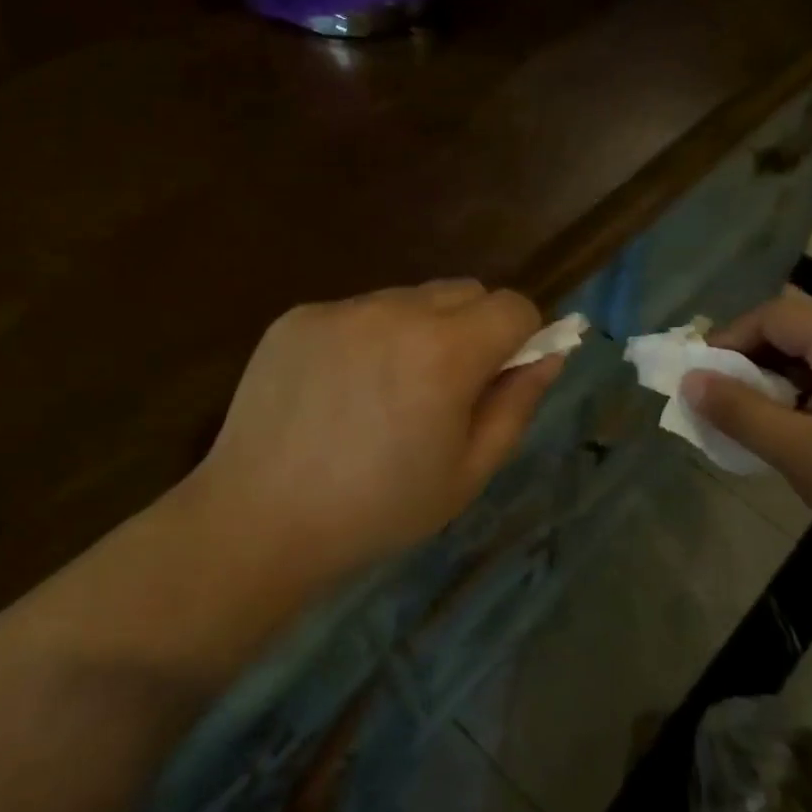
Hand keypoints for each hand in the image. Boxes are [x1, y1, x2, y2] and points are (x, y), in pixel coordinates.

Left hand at [187, 281, 564, 588]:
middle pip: (465, 291)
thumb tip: (551, 354)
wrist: (260, 519)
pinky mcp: (299, 315)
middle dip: (474, 328)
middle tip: (446, 388)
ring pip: (410, 298)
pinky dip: (368, 337)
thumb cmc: (377, 510)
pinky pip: (359, 311)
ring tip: (386, 391)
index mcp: (445, 353)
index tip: (501, 377)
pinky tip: (341, 389)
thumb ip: (516, 404)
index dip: (521, 338)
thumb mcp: (467, 473)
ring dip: (420, 330)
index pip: (513, 306)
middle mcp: (395, 312)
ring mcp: (342, 309)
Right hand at [684, 292, 811, 576]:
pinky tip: (805, 430)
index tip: (701, 379)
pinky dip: (810, 389)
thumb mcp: (797, 450)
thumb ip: (738, 411)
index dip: (728, 341)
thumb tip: (690, 380)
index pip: (770, 316)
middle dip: (752, 360)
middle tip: (725, 401)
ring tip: (760, 420)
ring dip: (780, 378)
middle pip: (795, 329)